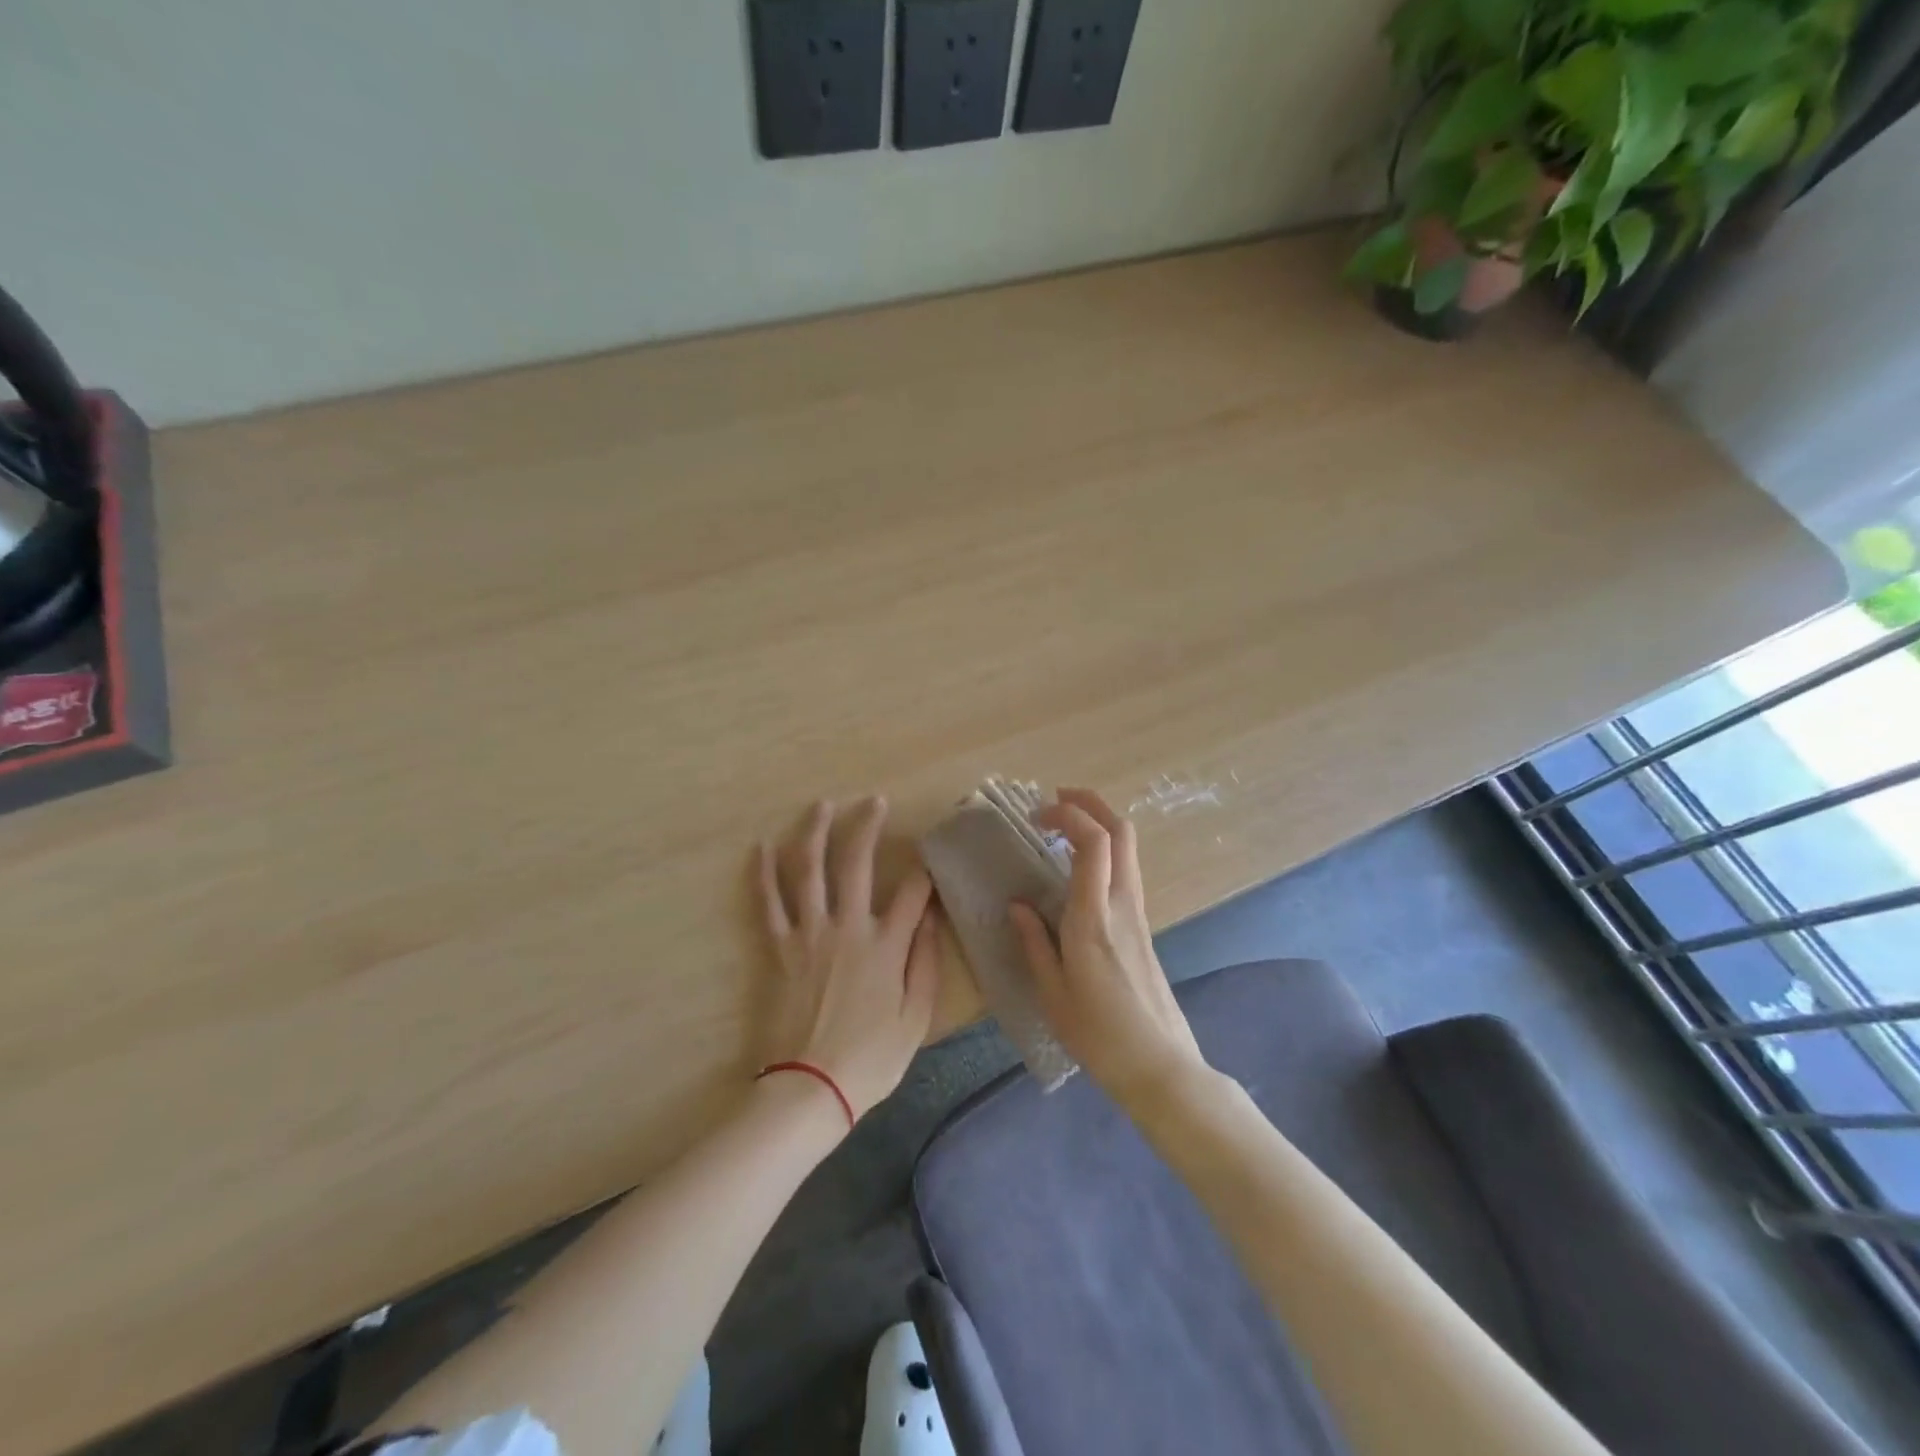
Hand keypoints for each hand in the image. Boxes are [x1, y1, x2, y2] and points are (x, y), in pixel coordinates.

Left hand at [757, 797, 940, 1121]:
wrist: (808, 1088)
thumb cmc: (870, 1059)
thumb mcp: (916, 1018)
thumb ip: (926, 963)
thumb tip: (933, 918)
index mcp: (886, 946)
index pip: (913, 892)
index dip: (924, 870)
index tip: (927, 857)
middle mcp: (848, 927)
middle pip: (856, 862)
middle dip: (867, 825)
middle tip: (874, 800)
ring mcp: (808, 933)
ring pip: (809, 870)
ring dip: (815, 832)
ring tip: (823, 805)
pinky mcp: (778, 947)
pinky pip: (768, 902)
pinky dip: (763, 872)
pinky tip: (762, 846)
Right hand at [1009, 788, 1206, 1108]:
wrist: (1161, 1066)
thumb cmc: (1099, 1035)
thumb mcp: (1052, 993)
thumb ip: (1034, 942)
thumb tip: (1018, 905)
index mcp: (1094, 918)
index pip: (1093, 842)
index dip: (1067, 813)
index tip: (1036, 815)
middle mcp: (1122, 905)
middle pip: (1121, 831)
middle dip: (1091, 802)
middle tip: (1056, 798)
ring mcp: (1138, 914)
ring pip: (1127, 848)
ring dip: (1099, 823)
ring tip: (1062, 827)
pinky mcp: (1143, 926)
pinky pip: (1125, 870)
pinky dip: (1104, 851)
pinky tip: (1078, 868)